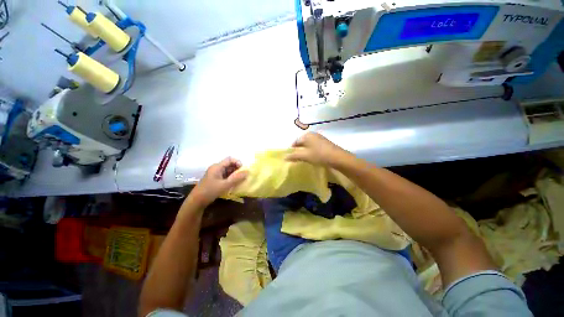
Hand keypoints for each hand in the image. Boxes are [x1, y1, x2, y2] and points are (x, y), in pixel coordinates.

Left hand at [189, 157, 247, 207]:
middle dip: (237, 168)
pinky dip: (231, 178)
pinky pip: (225, 175)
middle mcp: (216, 168)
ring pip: (228, 170)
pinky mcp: (215, 179)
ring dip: (235, 174)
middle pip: (229, 164)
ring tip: (240, 179)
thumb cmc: (210, 191)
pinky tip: (234, 183)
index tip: (243, 169)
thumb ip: (236, 178)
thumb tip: (248, 172)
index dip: (237, 162)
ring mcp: (215, 174)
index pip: (229, 159)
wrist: (197, 201)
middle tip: (243, 175)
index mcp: (217, 167)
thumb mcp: (225, 185)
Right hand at [286, 132, 350, 166]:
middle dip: (298, 149)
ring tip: (304, 158)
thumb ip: (294, 156)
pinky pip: (314, 145)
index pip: (295, 141)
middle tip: (296, 158)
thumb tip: (284, 157)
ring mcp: (319, 137)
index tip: (290, 157)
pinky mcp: (324, 142)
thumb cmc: (319, 155)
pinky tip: (312, 156)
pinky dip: (311, 150)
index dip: (291, 149)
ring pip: (308, 144)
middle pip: (302, 142)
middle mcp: (312, 134)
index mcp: (306, 135)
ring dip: (305, 150)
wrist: (337, 157)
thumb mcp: (305, 156)